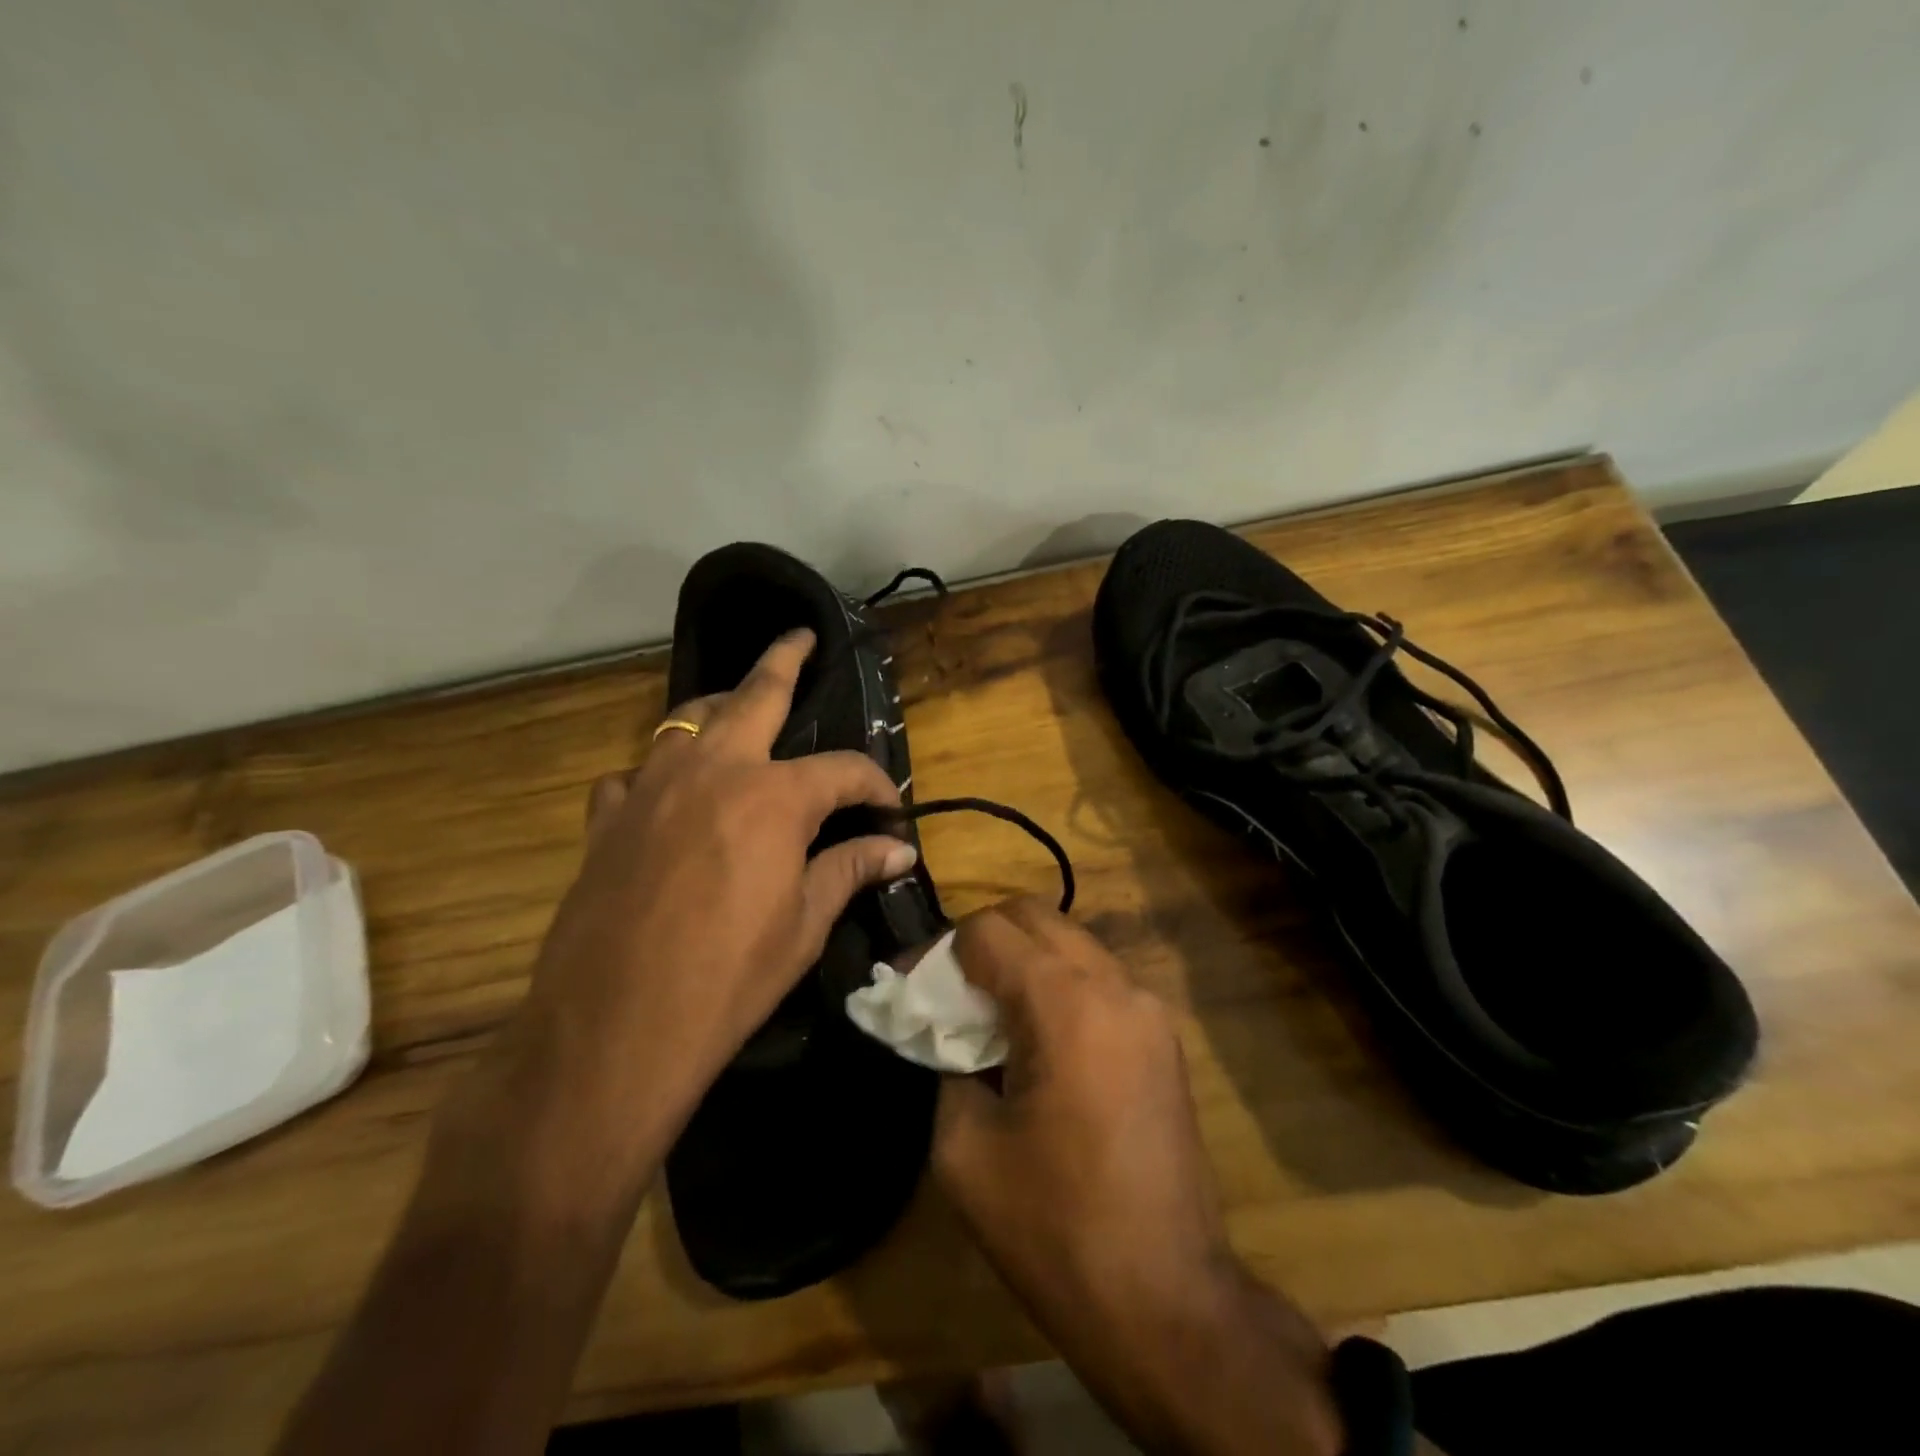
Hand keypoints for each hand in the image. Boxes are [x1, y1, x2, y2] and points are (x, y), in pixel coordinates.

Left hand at [503, 629, 916, 1163]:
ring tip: (738, 710)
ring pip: (686, 719)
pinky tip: (669, 797)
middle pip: (755, 693)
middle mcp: (713, 770)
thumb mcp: (804, 925)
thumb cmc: (728, 978)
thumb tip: (899, 849)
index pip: (844, 770)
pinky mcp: (606, 819)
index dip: (876, 784)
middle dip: (784, 659)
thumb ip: (851, 870)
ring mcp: (651, 787)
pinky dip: (659, 773)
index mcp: (773, 796)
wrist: (612, 1031)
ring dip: (719, 708)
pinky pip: (634, 773)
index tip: (891, 809)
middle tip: (801, 638)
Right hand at [932, 899, 1232, 1323]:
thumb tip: (949, 1033)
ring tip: (988, 1011)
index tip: (907, 985)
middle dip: (980, 939)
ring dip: (1022, 958)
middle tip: (947, 988)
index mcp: (1064, 1004)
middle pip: (1033, 916)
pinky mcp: (1163, 1036)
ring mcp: (1148, 1008)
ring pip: (1070, 942)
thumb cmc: (1055, 1229)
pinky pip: (1098, 979)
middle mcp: (1114, 985)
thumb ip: (946, 1065)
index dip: (937, 950)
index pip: (987, 931)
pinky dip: (1057, 983)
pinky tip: (1036, 1037)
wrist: (1167, 1302)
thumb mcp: (965, 1150)